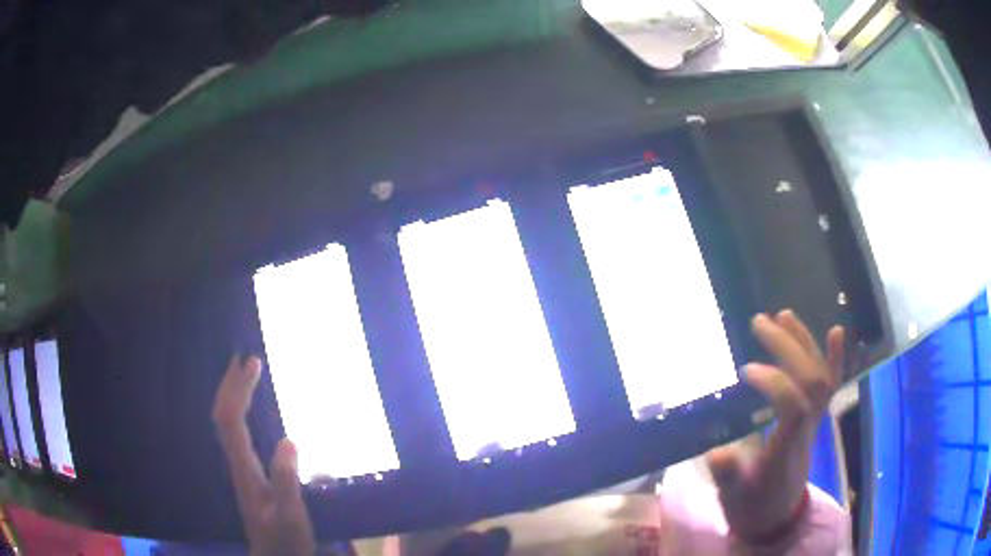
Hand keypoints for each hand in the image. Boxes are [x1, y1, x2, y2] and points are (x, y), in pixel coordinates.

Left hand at [213, 355, 315, 555]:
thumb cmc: (285, 539)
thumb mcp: (290, 514)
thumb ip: (287, 481)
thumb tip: (288, 439)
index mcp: (244, 469)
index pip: (231, 420)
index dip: (239, 390)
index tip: (253, 363)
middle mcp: (237, 463)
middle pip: (222, 416)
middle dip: (230, 384)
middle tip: (243, 357)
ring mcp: (241, 468)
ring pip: (226, 424)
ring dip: (231, 395)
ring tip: (243, 375)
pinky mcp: (249, 474)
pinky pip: (237, 433)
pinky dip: (239, 412)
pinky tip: (250, 411)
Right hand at [705, 310, 843, 541]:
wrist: (777, 520)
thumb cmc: (753, 508)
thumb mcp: (732, 498)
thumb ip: (728, 476)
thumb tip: (717, 452)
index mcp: (785, 449)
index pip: (794, 407)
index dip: (774, 383)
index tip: (745, 370)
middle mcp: (806, 430)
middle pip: (810, 381)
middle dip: (788, 347)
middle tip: (760, 322)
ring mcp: (814, 423)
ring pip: (821, 377)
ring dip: (805, 342)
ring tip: (784, 315)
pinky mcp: (814, 420)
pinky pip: (831, 386)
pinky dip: (835, 358)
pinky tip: (836, 331)